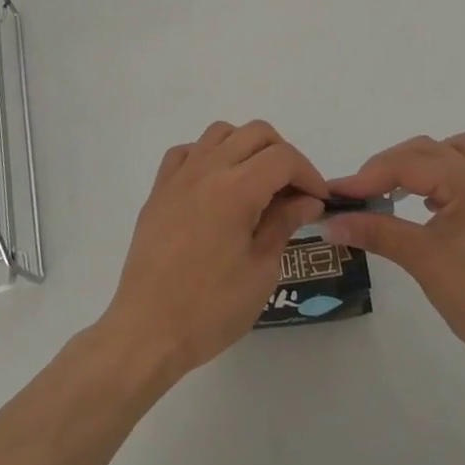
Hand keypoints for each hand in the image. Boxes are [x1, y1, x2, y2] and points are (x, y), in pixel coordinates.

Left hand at [97, 121, 327, 386]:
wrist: (146, 331)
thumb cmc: (210, 309)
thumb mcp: (261, 271)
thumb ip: (284, 224)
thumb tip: (307, 200)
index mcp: (236, 189)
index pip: (283, 158)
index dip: (309, 174)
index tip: (318, 201)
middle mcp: (207, 170)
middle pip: (255, 133)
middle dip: (283, 154)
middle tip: (292, 191)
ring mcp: (179, 177)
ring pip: (220, 133)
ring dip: (246, 147)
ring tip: (256, 184)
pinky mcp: (158, 190)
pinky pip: (187, 152)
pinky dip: (208, 156)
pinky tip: (215, 186)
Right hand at [323, 132, 464, 362]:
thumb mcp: (422, 260)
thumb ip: (376, 232)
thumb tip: (332, 223)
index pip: (407, 165)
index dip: (367, 176)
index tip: (335, 192)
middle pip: (429, 149)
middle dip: (390, 165)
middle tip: (360, 192)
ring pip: (455, 152)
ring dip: (422, 162)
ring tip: (397, 188)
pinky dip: (443, 178)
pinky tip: (428, 206)